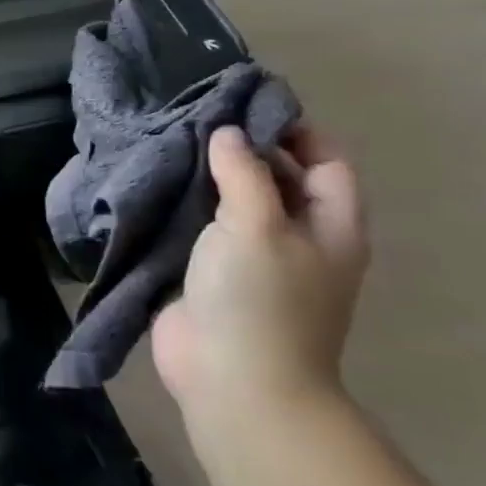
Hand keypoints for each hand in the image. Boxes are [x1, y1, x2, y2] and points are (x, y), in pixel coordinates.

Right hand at [152, 125, 368, 435]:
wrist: (233, 381)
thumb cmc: (260, 300)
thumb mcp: (258, 225)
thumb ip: (244, 173)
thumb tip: (228, 134)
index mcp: (329, 225)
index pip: (325, 160)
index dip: (293, 129)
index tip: (244, 104)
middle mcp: (298, 237)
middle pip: (279, 177)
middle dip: (243, 148)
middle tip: (195, 116)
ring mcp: (254, 258)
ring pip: (235, 201)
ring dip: (207, 176)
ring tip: (168, 140)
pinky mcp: (213, 273)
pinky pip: (203, 227)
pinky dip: (184, 204)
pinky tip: (155, 182)